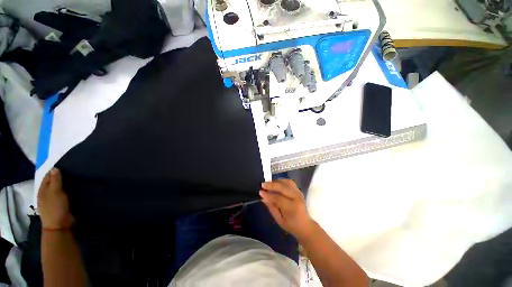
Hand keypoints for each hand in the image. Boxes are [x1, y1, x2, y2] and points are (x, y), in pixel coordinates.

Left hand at [38, 168, 74, 228]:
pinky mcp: (60, 204)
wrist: (59, 225)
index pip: (48, 176)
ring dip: (65, 184)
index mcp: (43, 189)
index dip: (55, 171)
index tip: (66, 167)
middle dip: (61, 177)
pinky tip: (74, 189)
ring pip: (58, 188)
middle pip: (53, 182)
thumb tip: (55, 168)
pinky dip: (67, 191)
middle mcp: (46, 193)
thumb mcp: (55, 192)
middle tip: (72, 172)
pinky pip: (63, 194)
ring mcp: (53, 200)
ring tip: (74, 180)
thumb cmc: (55, 207)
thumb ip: (55, 180)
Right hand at [259, 179, 314, 238]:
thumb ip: (271, 207)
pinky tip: (276, 183)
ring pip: (287, 182)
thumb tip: (263, 197)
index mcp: (292, 208)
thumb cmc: (291, 225)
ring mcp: (298, 193)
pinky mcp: (298, 190)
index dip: (269, 195)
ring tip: (268, 184)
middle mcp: (297, 198)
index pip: (279, 198)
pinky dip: (281, 181)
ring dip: (276, 181)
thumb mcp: (279, 220)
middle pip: (283, 187)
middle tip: (263, 185)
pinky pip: (289, 182)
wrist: (305, 225)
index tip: (260, 192)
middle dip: (272, 185)